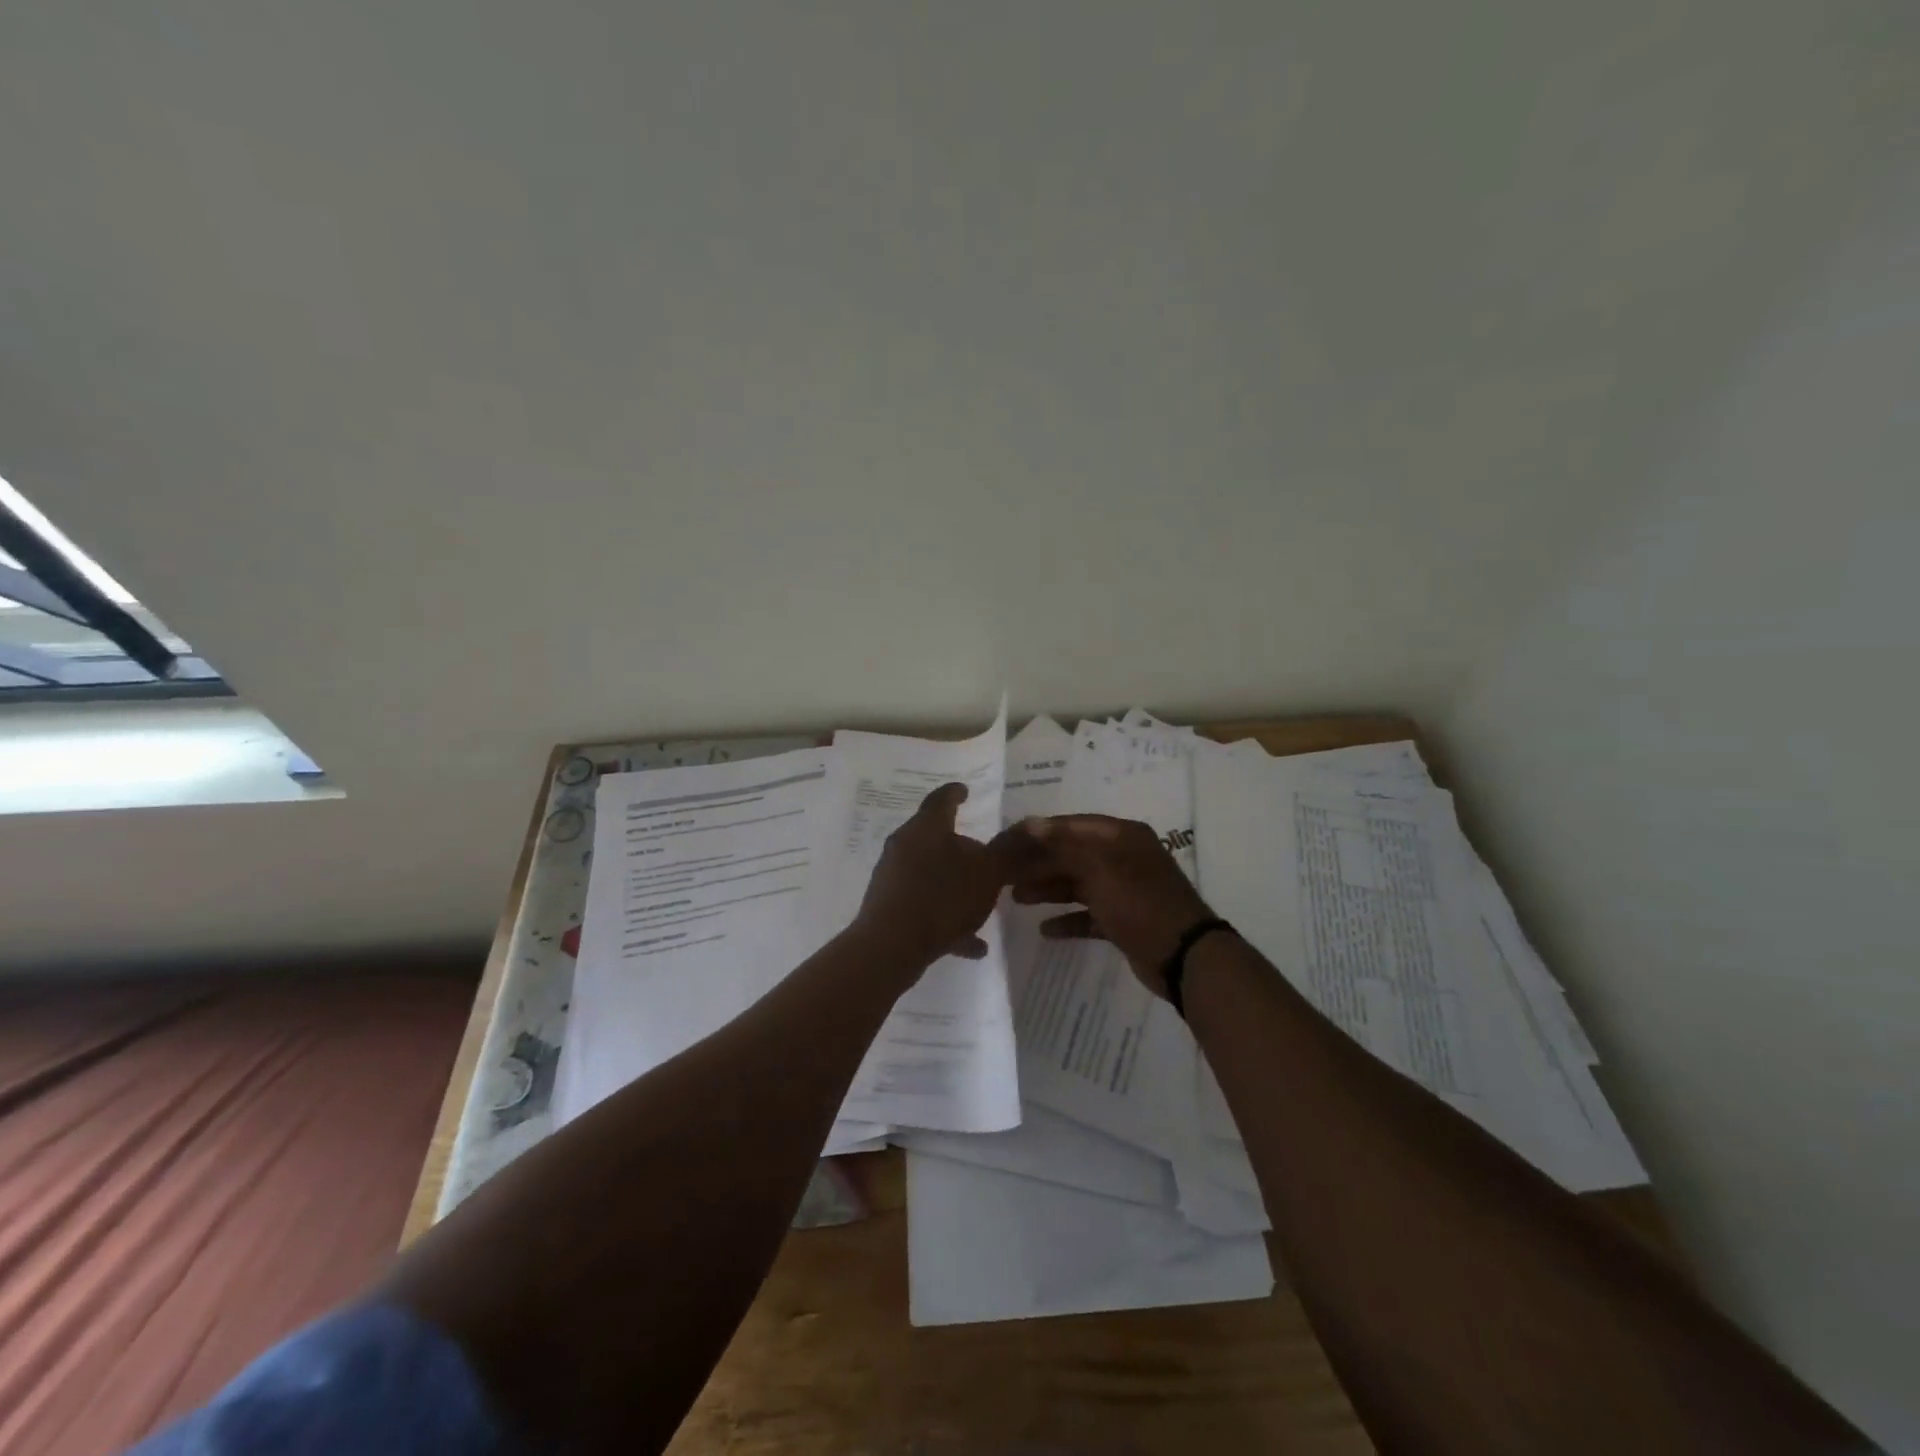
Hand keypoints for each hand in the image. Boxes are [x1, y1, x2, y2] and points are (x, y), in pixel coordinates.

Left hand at [851, 782, 1012, 973]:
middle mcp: (904, 845)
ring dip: (955, 886)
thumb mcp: (988, 872)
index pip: (942, 799)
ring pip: (930, 874)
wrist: (890, 947)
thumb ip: (1010, 849)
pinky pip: (924, 907)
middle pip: (934, 837)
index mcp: (927, 828)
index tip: (965, 791)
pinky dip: (947, 918)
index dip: (956, 793)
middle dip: (959, 845)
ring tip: (981, 904)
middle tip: (982, 853)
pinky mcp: (888, 908)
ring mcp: (893, 877)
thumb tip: (1033, 823)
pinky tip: (972, 944)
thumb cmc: (943, 898)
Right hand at [1005, 814, 1214, 997]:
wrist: (1183, 955)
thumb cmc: (1138, 902)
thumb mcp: (1098, 868)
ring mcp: (1125, 890)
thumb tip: (1032, 823)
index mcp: (1122, 836)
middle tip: (1006, 873)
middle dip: (1040, 863)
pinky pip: (1090, 915)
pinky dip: (1069, 920)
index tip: (1008, 840)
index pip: (1072, 825)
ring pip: (1079, 884)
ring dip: (1049, 890)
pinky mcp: (1124, 920)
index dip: (1040, 832)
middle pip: (1073, 855)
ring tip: (1016, 899)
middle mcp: (1123, 857)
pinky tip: (1046, 930)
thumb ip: (1063, 845)